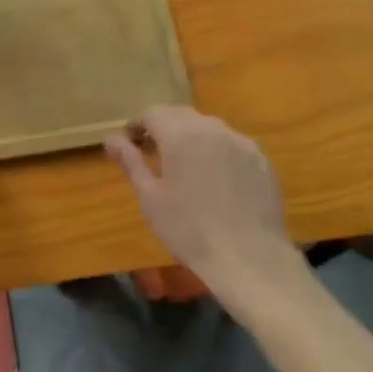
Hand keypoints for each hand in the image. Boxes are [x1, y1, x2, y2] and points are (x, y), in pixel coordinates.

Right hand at [104, 106, 290, 290]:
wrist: (250, 258)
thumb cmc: (189, 230)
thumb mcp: (150, 198)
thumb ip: (131, 162)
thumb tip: (110, 139)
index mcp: (181, 134)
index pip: (152, 113)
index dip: (137, 124)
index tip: (129, 143)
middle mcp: (212, 128)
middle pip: (181, 114)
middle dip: (163, 126)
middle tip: (152, 151)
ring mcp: (241, 143)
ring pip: (209, 127)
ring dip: (191, 136)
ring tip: (184, 164)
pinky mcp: (261, 160)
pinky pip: (232, 144)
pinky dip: (217, 151)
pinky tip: (216, 179)